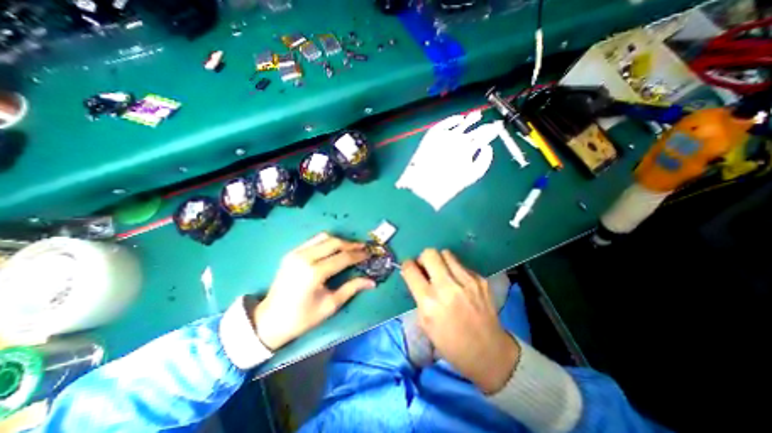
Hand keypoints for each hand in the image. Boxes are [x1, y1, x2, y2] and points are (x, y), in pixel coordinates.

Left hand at [256, 233, 374, 351]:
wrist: (269, 320)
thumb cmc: (302, 318)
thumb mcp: (330, 305)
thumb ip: (351, 289)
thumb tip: (371, 281)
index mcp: (314, 273)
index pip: (343, 257)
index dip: (358, 255)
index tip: (369, 253)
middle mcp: (305, 258)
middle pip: (334, 242)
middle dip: (351, 244)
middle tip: (362, 248)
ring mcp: (296, 253)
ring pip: (324, 237)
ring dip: (339, 241)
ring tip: (350, 247)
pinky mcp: (291, 253)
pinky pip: (314, 240)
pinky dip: (327, 242)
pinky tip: (333, 249)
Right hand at [401, 248, 521, 394]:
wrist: (489, 353)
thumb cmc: (451, 344)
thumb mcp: (426, 324)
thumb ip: (418, 297)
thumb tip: (413, 276)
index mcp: (429, 302)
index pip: (411, 269)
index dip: (407, 266)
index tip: (410, 269)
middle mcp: (447, 287)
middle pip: (429, 253)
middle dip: (423, 258)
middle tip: (426, 268)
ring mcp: (467, 281)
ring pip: (446, 253)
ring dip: (440, 261)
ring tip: (442, 273)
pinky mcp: (480, 280)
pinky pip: (461, 265)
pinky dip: (455, 270)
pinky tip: (459, 284)